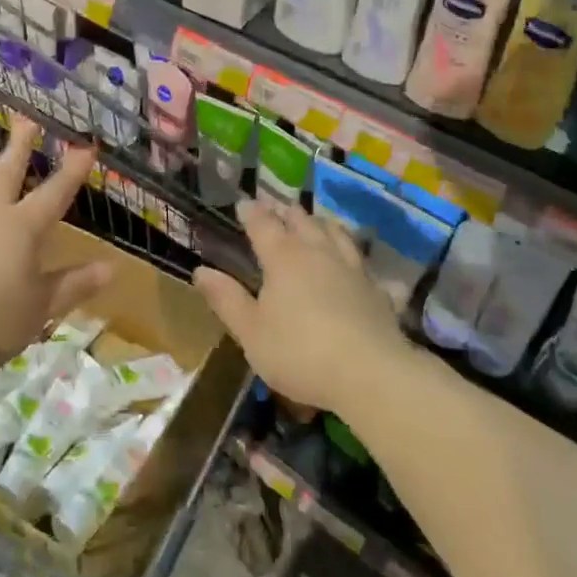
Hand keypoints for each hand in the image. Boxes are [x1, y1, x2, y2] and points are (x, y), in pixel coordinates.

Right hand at [192, 201, 412, 412]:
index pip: (263, 224)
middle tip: (277, 208)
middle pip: (301, 221)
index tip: (243, 204)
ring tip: (314, 222)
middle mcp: (318, 252)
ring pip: (335, 233)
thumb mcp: (251, 332)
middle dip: (286, 212)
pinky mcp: (376, 289)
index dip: (251, 212)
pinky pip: (361, 262)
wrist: (370, 373)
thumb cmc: (299, 352)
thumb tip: (201, 271)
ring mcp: (351, 268)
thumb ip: (226, 299)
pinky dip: (351, 255)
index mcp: (283, 258)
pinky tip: (353, 264)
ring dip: (320, 224)